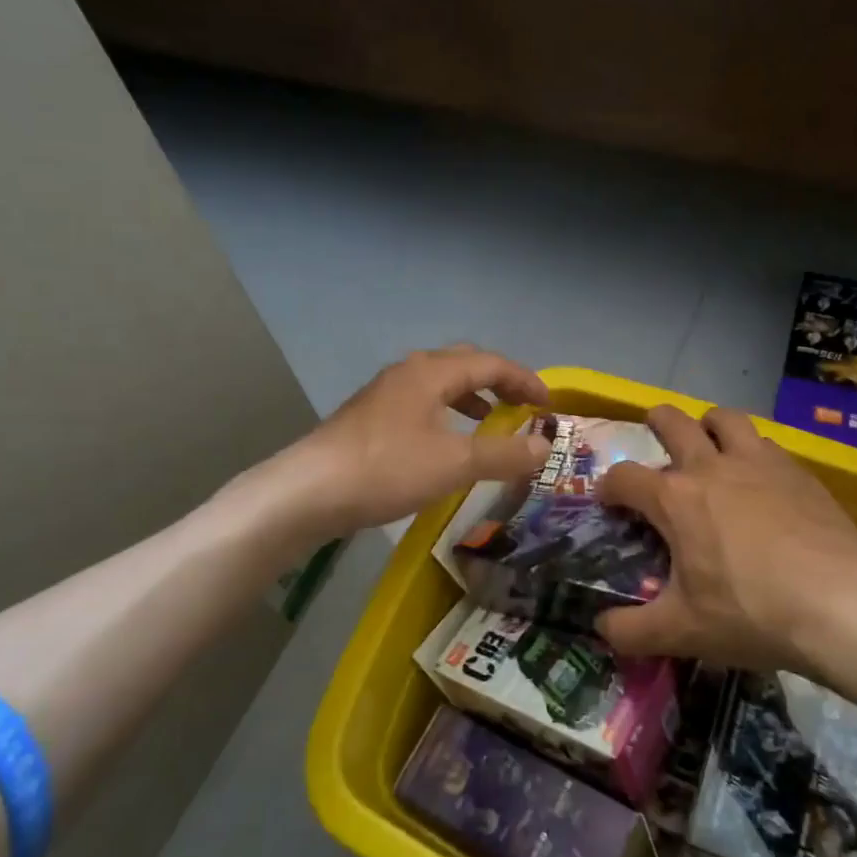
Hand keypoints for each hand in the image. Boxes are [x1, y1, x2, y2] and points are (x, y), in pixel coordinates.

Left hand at [282, 345, 551, 535]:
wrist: (307, 492)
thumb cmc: (386, 469)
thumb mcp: (454, 464)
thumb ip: (503, 454)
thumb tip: (544, 446)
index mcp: (431, 372)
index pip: (490, 363)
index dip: (524, 381)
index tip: (549, 404)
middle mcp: (408, 372)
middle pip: (464, 364)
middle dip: (499, 382)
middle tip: (524, 406)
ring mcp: (385, 393)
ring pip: (440, 383)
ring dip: (472, 397)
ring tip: (492, 421)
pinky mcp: (370, 417)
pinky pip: (422, 402)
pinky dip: (447, 413)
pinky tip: (446, 442)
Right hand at [592, 404, 856, 668]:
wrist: (842, 605)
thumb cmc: (751, 614)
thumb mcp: (681, 632)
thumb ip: (630, 630)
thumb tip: (601, 628)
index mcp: (675, 499)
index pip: (624, 477)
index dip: (608, 487)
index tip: (609, 501)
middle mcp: (712, 467)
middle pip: (673, 421)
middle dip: (656, 422)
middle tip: (655, 435)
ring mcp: (759, 462)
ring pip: (726, 418)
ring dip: (709, 425)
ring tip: (711, 444)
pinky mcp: (799, 471)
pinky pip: (766, 444)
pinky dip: (753, 451)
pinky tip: (761, 480)